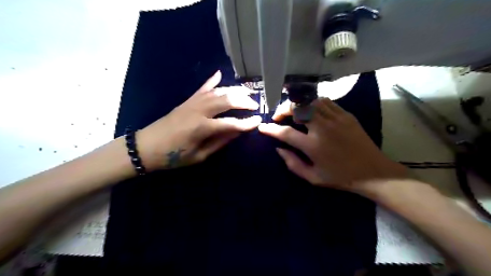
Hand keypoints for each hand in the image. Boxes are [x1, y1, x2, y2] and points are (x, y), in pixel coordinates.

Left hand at [137, 71, 259, 169]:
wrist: (147, 146)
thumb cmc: (174, 156)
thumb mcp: (199, 156)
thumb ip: (220, 142)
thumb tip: (237, 132)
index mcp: (202, 128)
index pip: (231, 123)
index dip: (247, 123)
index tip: (258, 121)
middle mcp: (199, 111)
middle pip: (227, 101)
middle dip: (244, 101)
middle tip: (255, 105)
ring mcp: (192, 102)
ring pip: (218, 91)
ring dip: (234, 90)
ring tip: (246, 91)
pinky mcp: (187, 100)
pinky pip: (202, 88)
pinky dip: (212, 80)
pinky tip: (219, 74)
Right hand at [258, 97, 408, 195]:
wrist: (373, 172)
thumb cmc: (341, 177)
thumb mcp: (313, 178)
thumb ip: (293, 163)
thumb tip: (279, 149)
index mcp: (313, 146)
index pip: (285, 133)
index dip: (270, 129)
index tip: (262, 127)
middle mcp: (323, 128)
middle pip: (297, 108)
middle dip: (283, 109)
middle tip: (278, 117)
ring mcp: (336, 119)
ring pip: (311, 101)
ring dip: (298, 105)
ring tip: (294, 113)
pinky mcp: (346, 115)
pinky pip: (325, 102)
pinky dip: (313, 104)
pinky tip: (312, 111)